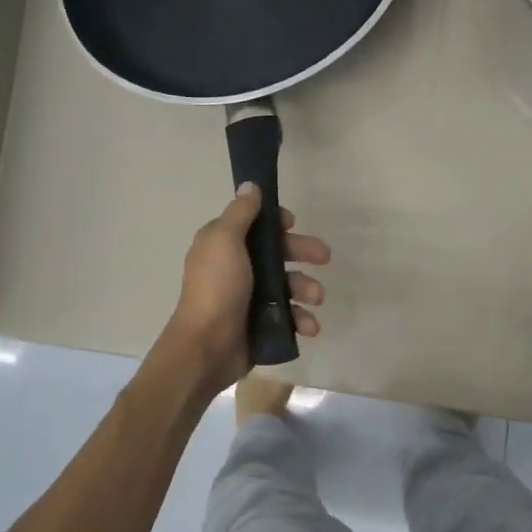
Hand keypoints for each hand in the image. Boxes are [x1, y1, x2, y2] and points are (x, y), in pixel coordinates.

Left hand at [163, 183, 329, 389]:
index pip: (256, 225)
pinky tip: (308, 327)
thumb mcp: (225, 241)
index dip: (277, 223)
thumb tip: (250, 185)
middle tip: (324, 257)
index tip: (293, 225)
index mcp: (223, 245)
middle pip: (277, 253)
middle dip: (303, 253)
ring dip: (306, 289)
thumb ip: (240, 213)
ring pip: (287, 285)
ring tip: (315, 299)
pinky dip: (301, 319)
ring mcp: (249, 298)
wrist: (207, 346)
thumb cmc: (217, 288)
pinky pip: (288, 316)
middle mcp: (236, 268)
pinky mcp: (259, 325)